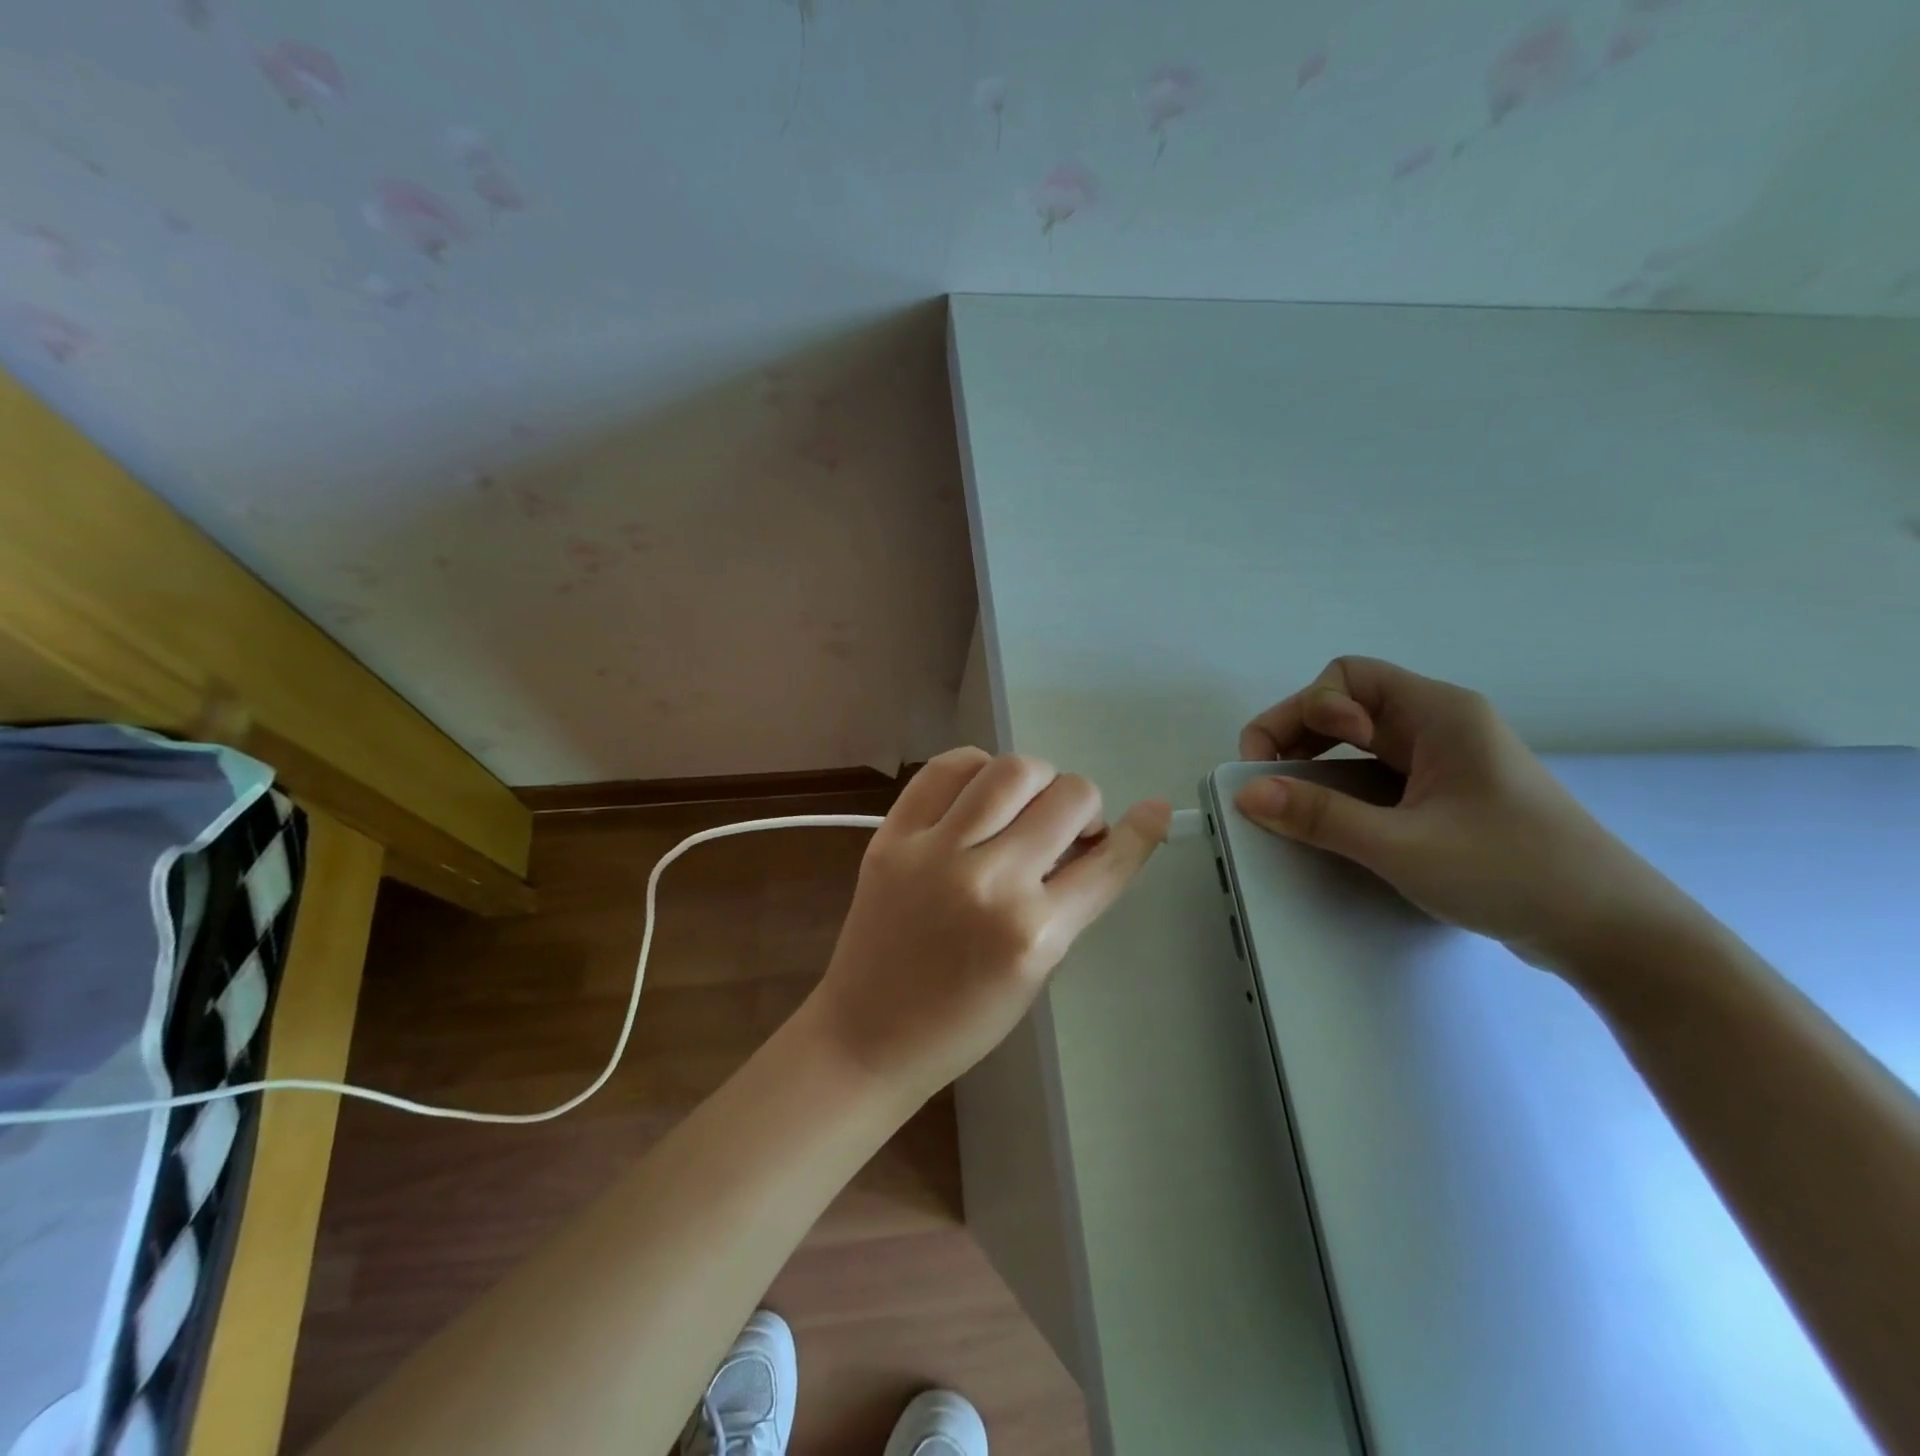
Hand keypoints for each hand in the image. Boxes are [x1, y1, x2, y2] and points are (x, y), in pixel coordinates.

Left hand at [807, 747, 1168, 1098]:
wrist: (869, 1034)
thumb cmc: (963, 1019)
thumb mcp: (1037, 970)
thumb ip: (1069, 901)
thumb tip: (1093, 840)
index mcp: (1035, 933)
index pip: (1108, 862)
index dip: (1140, 831)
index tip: (1154, 811)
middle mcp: (991, 882)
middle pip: (1068, 796)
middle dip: (1082, 806)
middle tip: (1065, 828)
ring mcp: (935, 852)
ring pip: (1012, 769)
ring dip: (1036, 780)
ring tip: (1023, 804)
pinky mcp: (892, 836)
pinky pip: (946, 768)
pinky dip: (975, 768)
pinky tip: (978, 791)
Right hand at [1234, 657, 1701, 970]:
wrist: (1611, 930)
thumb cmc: (1512, 872)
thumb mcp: (1403, 846)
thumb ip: (1320, 815)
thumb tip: (1246, 793)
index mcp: (1438, 713)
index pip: (1347, 678)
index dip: (1306, 710)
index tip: (1288, 763)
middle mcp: (1439, 724)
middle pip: (1346, 703)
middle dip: (1296, 734)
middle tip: (1268, 782)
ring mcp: (1444, 759)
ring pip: (1358, 739)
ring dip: (1316, 761)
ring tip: (1292, 801)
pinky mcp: (1445, 793)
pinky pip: (1375, 771)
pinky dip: (1341, 786)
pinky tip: (1332, 818)